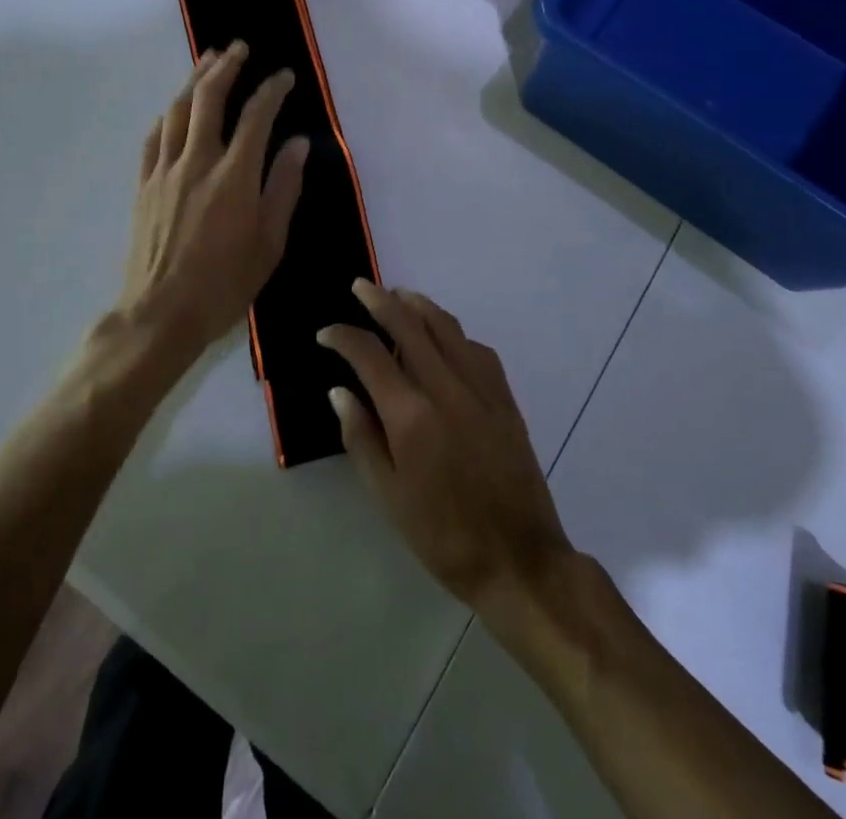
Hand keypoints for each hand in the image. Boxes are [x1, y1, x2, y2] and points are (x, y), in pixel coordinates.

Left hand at [106, 42, 308, 379]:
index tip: (284, 77)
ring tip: (209, 60)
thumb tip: (297, 145)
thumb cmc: (225, 284)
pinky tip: (175, 107)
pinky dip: (168, 114)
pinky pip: (154, 136)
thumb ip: (284, 188)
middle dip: (226, 67)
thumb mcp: (270, 243)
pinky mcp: (144, 184)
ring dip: (195, 80)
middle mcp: (197, 162)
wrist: (161, 313)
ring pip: (178, 110)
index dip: (272, 90)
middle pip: (209, 98)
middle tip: (239, 47)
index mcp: (234, 176)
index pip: (256, 117)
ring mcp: (165, 170)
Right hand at [318, 283, 574, 615]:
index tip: (326, 334)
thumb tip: (339, 391)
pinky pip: (476, 348)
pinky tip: (444, 335)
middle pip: (409, 326)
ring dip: (418, 305)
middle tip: (361, 286)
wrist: (519, 559)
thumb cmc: (444, 536)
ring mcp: (481, 389)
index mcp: (411, 416)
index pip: (369, 356)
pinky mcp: (505, 397)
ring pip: (446, 327)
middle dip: (380, 300)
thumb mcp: (389, 496)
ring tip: (398, 296)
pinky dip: (453, 332)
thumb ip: (361, 437)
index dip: (343, 337)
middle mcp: (446, 389)